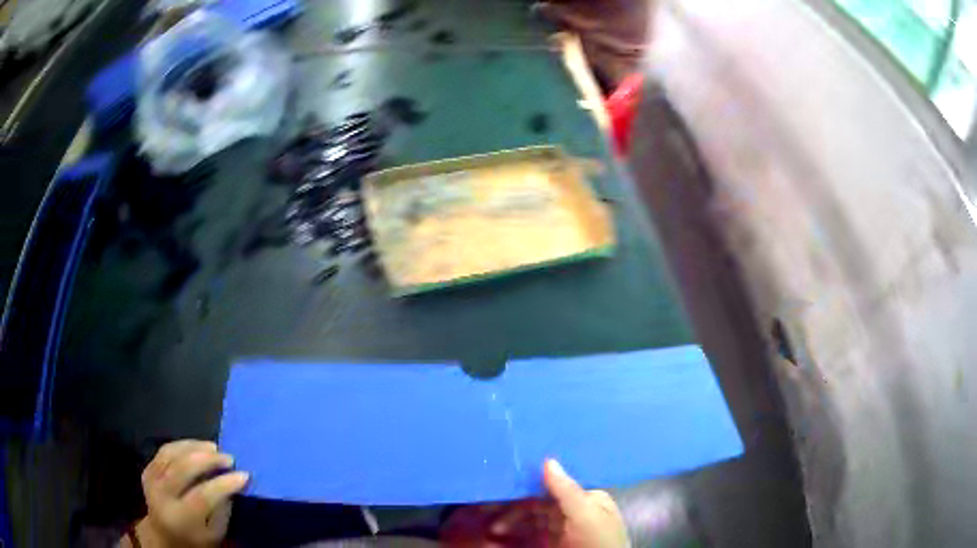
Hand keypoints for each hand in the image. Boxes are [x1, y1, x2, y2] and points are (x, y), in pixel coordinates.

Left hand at [132, 440, 248, 546]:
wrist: (163, 536)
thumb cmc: (195, 539)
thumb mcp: (214, 534)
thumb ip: (222, 509)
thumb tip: (232, 484)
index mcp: (180, 518)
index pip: (202, 496)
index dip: (224, 484)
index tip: (244, 475)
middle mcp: (162, 496)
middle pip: (183, 469)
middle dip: (208, 460)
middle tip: (228, 458)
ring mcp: (151, 480)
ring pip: (172, 454)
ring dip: (195, 447)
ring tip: (214, 448)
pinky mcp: (148, 469)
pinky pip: (165, 451)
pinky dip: (182, 446)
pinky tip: (196, 447)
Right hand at [442, 459, 628, 547]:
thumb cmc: (598, 540)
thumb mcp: (585, 514)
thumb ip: (567, 489)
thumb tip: (548, 459)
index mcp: (587, 498)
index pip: (555, 484)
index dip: (529, 482)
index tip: (504, 480)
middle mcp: (573, 511)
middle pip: (537, 503)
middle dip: (513, 507)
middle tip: (486, 509)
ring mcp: (561, 530)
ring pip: (529, 520)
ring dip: (509, 522)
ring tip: (491, 530)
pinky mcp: (551, 543)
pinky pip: (528, 536)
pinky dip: (513, 536)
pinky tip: (498, 538)